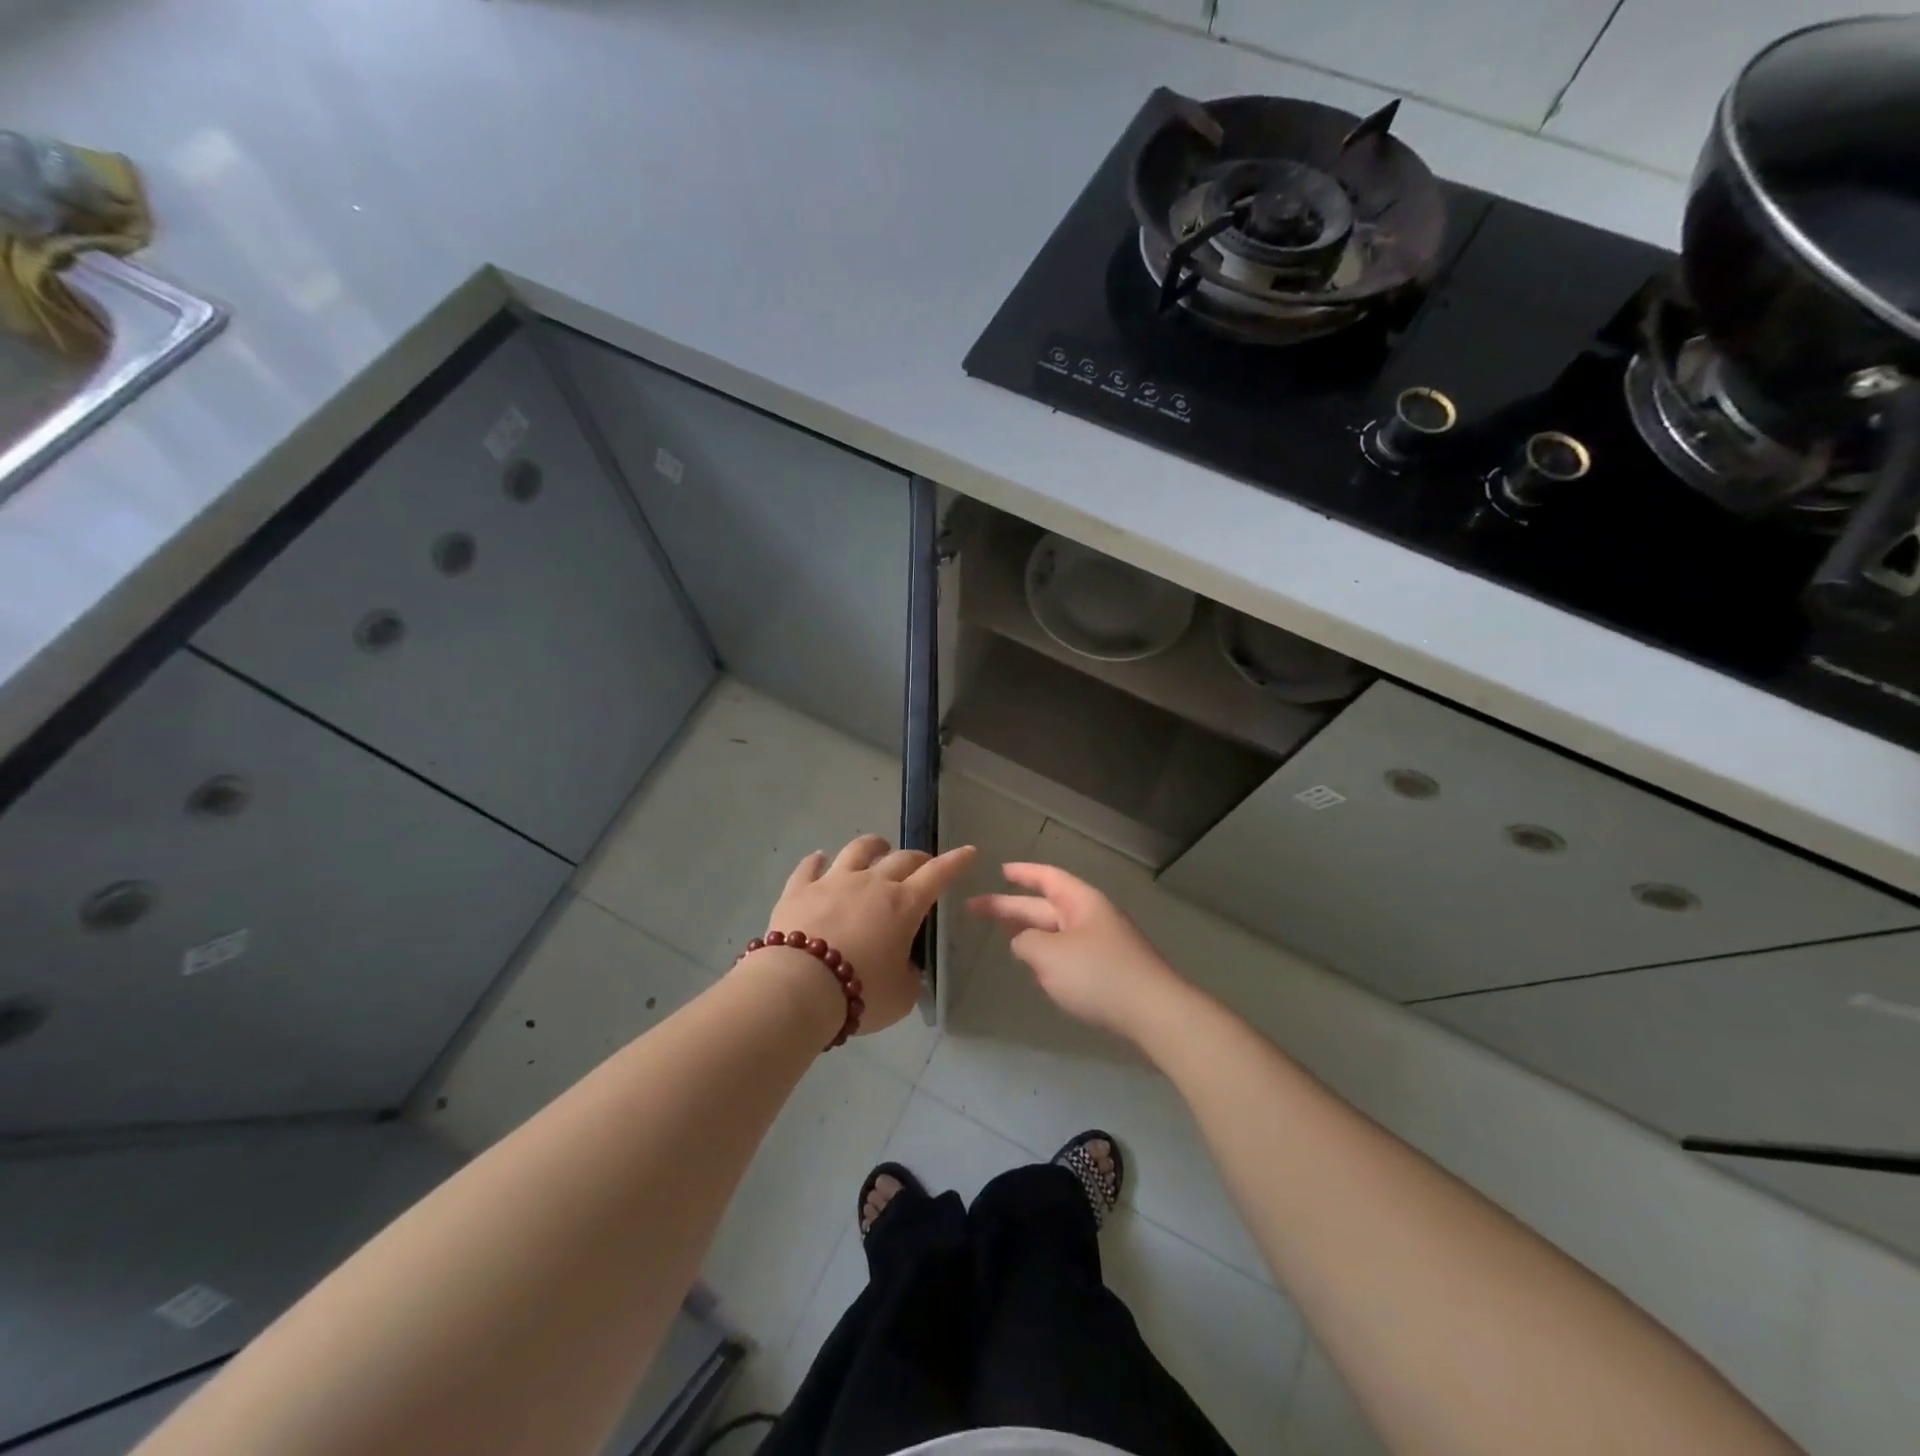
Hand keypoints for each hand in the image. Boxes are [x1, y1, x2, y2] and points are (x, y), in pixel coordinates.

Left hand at [756, 835, 976, 1033]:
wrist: (799, 988)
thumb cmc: (861, 992)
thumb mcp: (901, 995)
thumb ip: (909, 976)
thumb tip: (904, 967)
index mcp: (903, 905)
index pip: (937, 875)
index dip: (955, 862)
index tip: (969, 851)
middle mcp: (872, 883)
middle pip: (901, 858)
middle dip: (917, 858)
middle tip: (921, 864)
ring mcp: (833, 881)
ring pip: (858, 850)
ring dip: (873, 846)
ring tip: (878, 847)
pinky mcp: (799, 890)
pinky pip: (809, 867)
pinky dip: (817, 861)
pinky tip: (819, 859)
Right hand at [967, 863, 1186, 1045]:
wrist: (1154, 1013)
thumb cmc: (1098, 974)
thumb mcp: (1049, 955)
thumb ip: (1025, 943)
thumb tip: (1023, 942)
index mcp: (1081, 902)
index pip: (1047, 878)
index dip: (1023, 873)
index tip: (1000, 870)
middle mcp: (1092, 917)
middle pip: (1046, 906)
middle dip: (1012, 908)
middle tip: (976, 909)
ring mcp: (1103, 944)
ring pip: (1057, 932)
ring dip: (1031, 933)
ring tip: (1004, 936)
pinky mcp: (1109, 971)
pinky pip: (1070, 955)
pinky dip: (1048, 957)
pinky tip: (1038, 971)